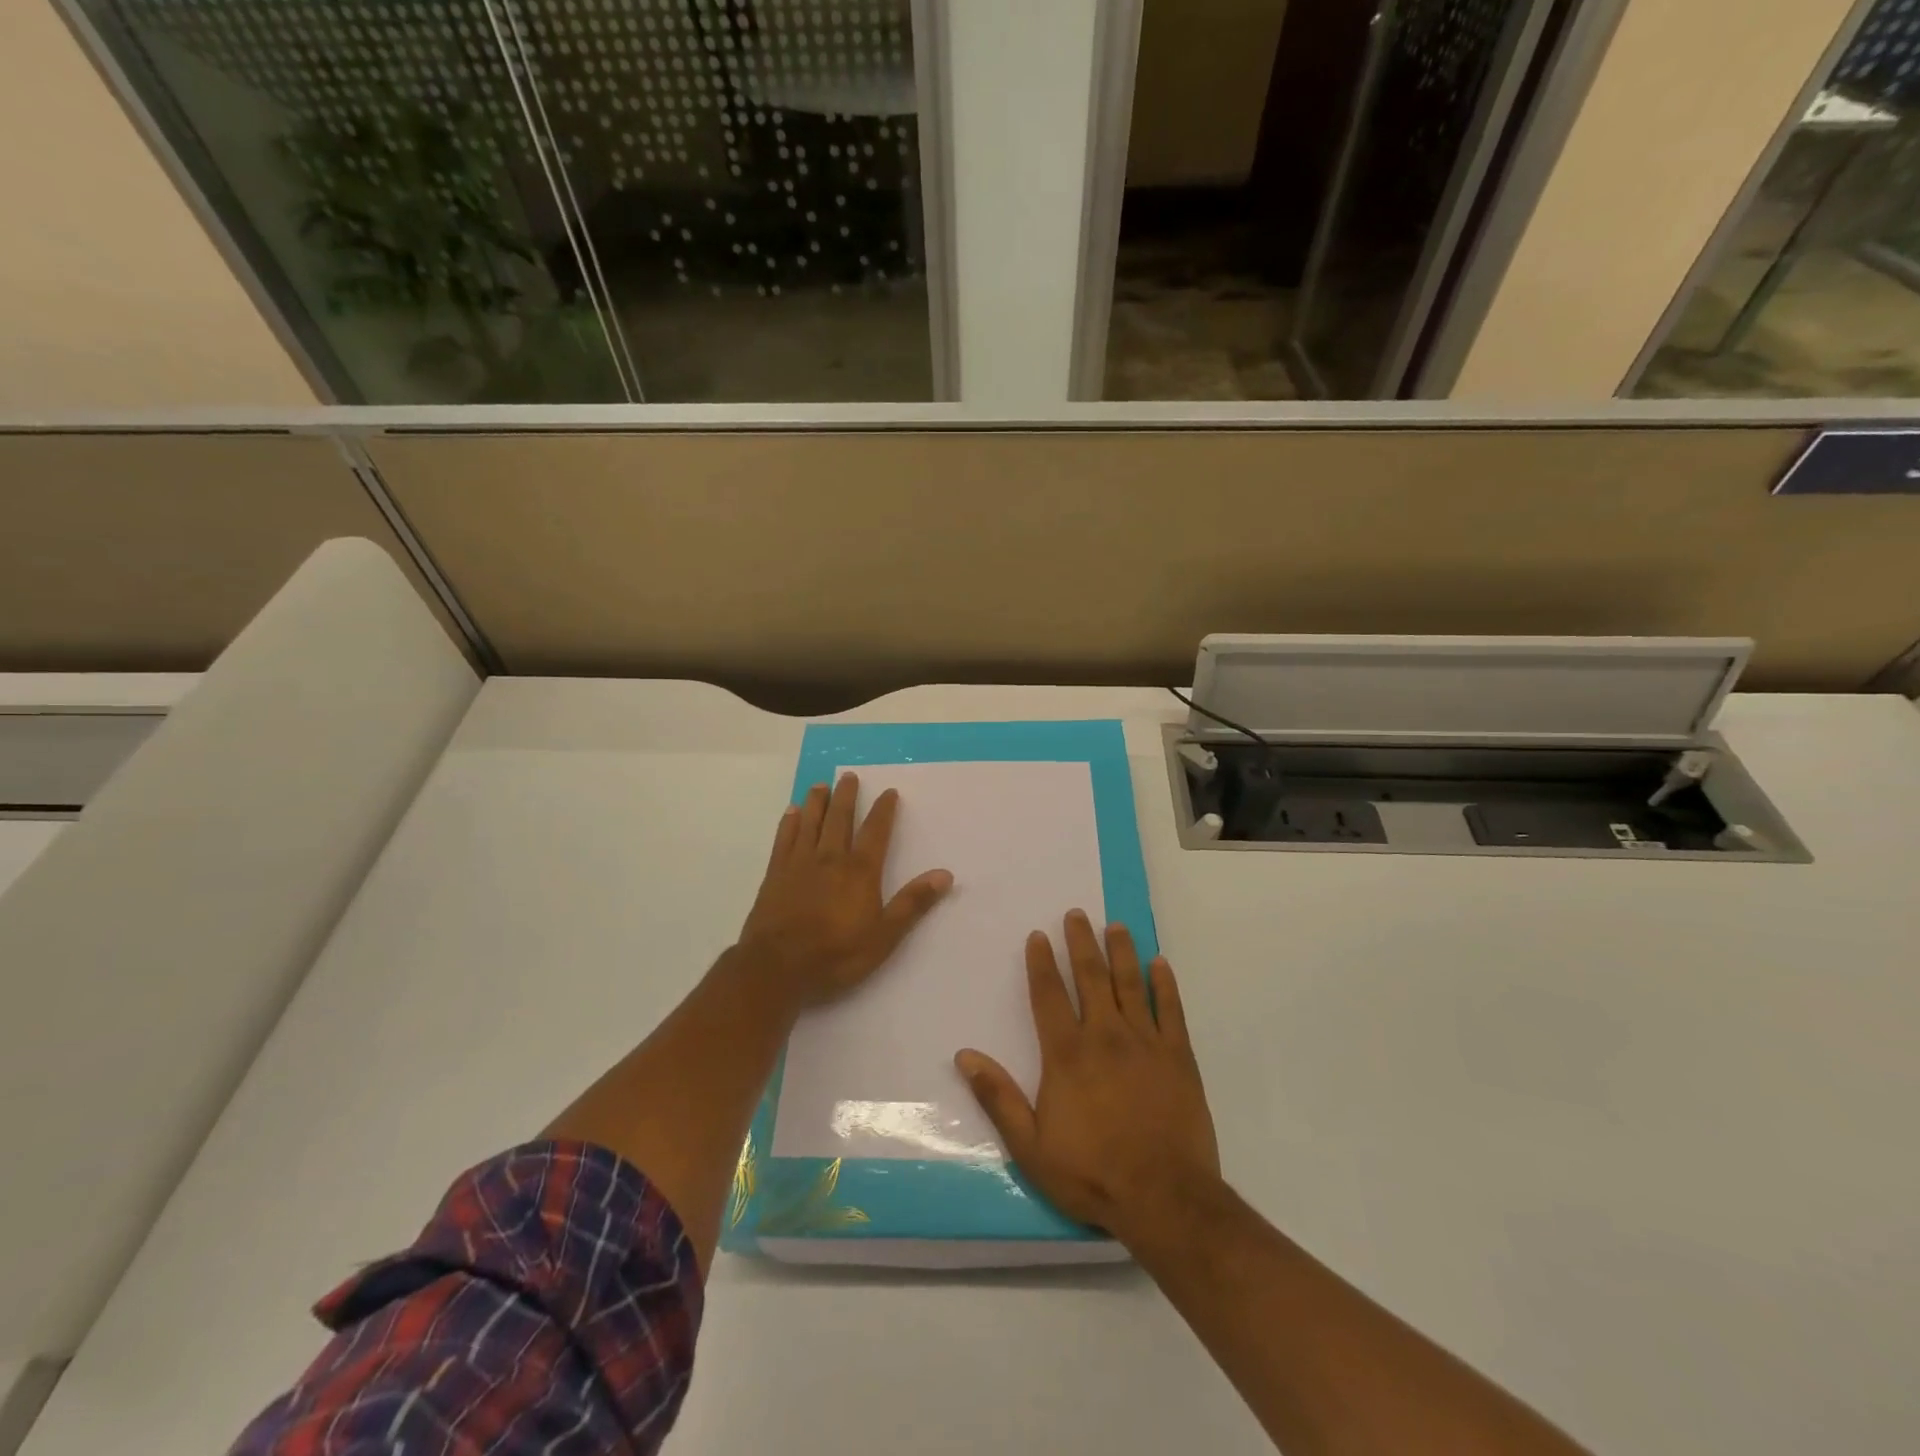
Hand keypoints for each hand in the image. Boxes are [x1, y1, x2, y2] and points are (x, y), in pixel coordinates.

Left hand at [736, 774, 953, 1008]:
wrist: (777, 967)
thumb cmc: (835, 954)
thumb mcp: (884, 936)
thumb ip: (913, 903)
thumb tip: (945, 874)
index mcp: (859, 871)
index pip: (876, 832)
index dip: (884, 811)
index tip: (889, 792)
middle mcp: (830, 858)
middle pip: (840, 819)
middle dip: (847, 796)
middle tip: (849, 776)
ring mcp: (799, 863)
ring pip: (810, 823)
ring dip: (817, 802)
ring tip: (821, 785)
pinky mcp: (775, 874)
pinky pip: (784, 839)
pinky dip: (789, 823)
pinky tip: (791, 812)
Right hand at [955, 910, 1218, 1241]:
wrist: (1165, 1198)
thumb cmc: (1092, 1173)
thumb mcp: (1031, 1147)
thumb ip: (998, 1098)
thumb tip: (964, 1056)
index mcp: (1067, 1053)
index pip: (1049, 995)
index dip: (1041, 963)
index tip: (1038, 935)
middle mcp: (1105, 1035)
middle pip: (1090, 976)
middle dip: (1081, 942)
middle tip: (1077, 914)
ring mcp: (1145, 1042)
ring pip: (1130, 983)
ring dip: (1121, 951)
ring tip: (1116, 925)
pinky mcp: (1178, 1056)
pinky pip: (1171, 1009)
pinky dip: (1164, 983)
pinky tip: (1160, 963)